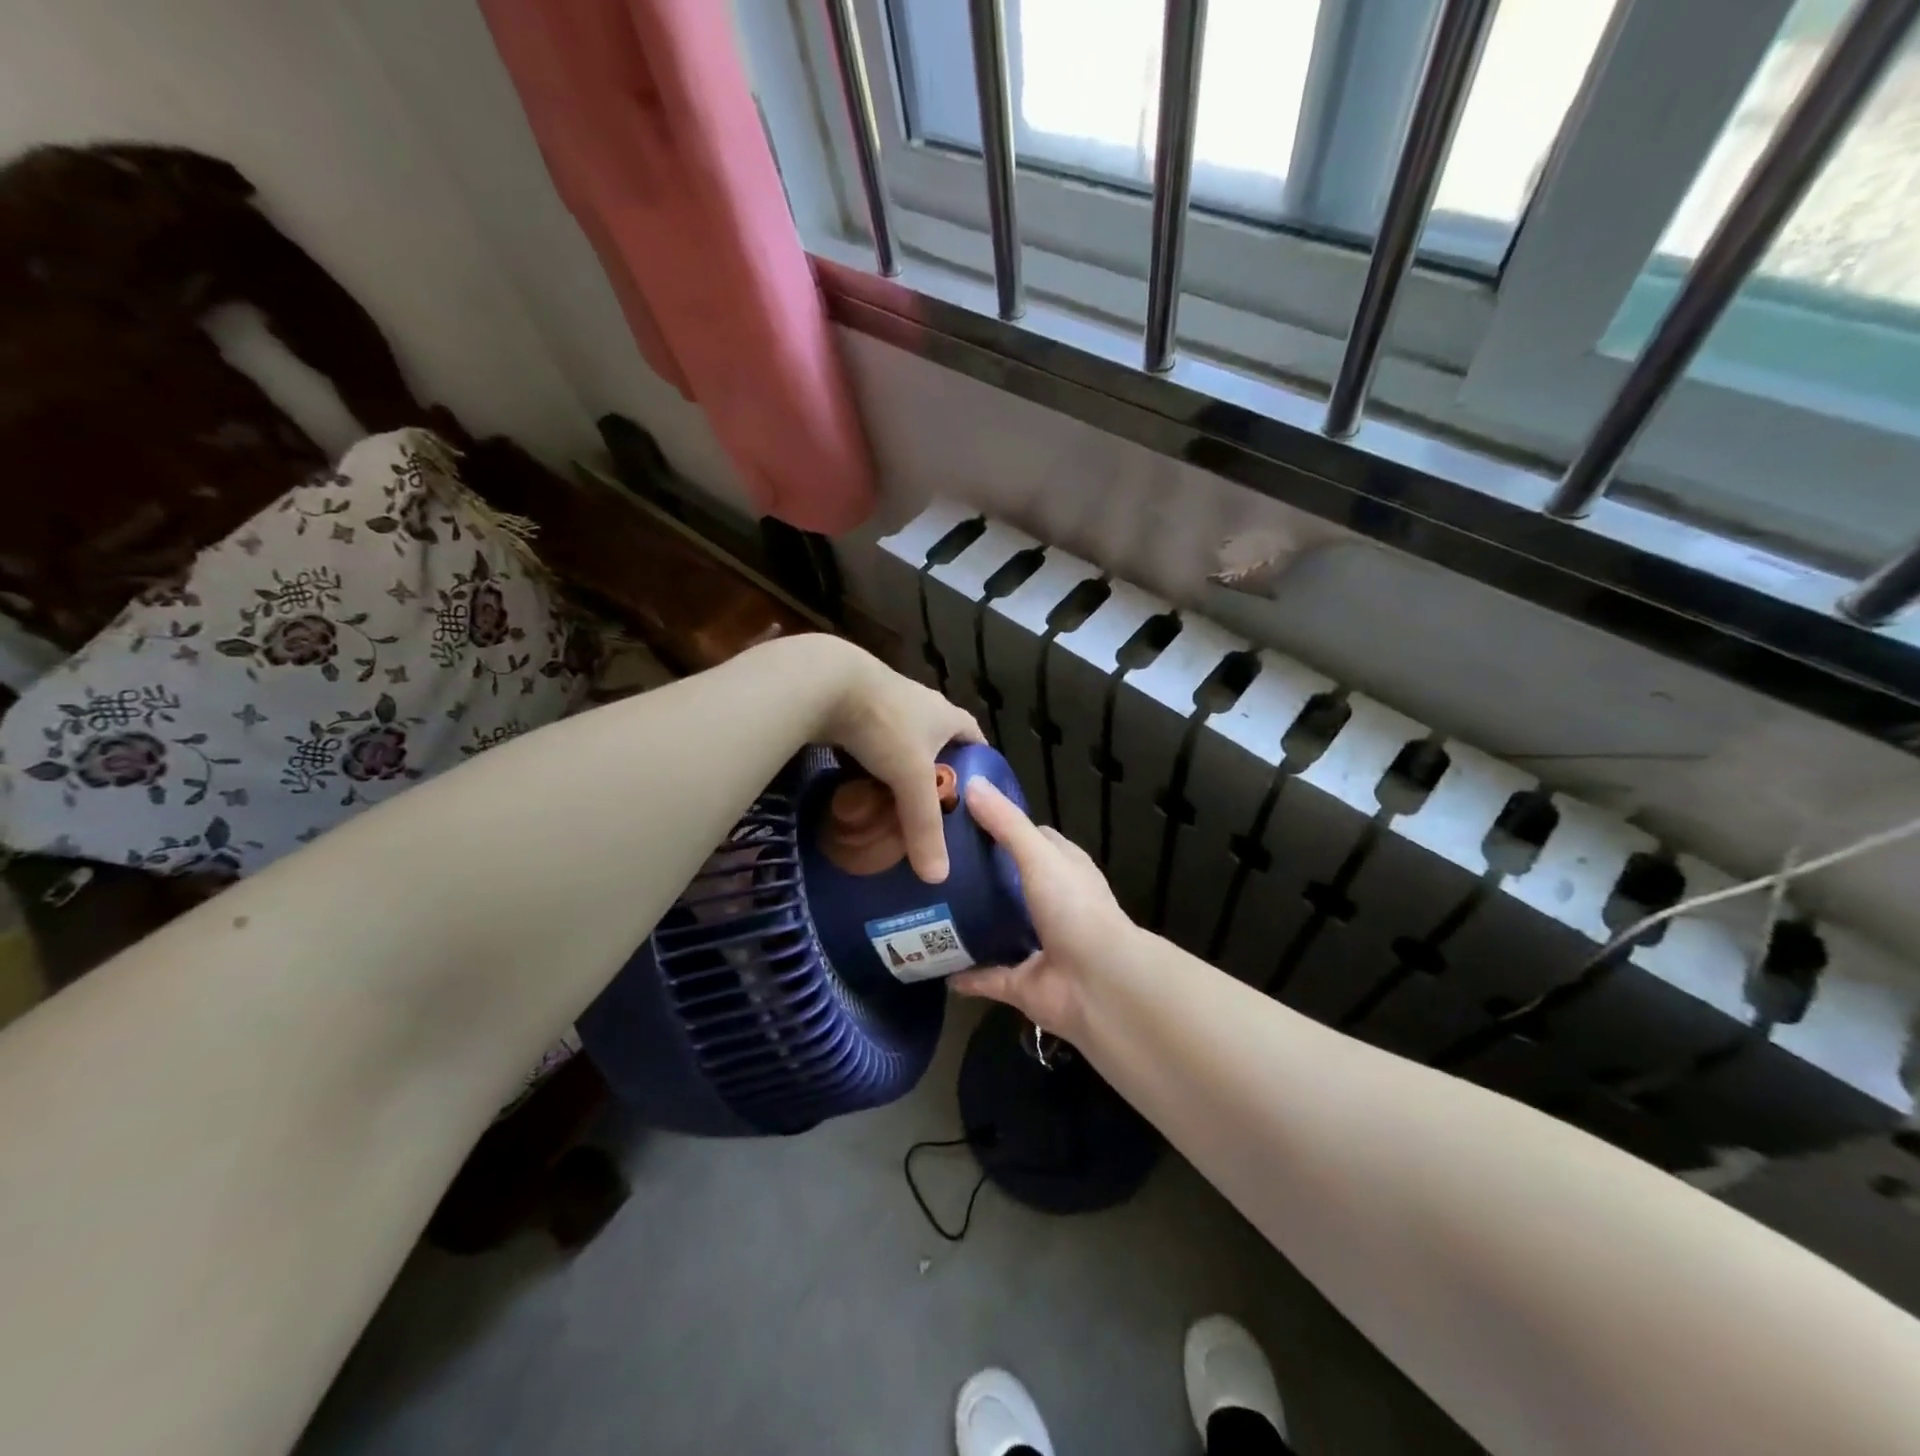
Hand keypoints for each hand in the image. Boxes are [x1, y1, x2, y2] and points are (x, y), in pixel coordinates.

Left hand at [809, 637, 982, 882]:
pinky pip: (870, 742)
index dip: (980, 763)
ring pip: (901, 742)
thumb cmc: (884, 725)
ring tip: (898, 804)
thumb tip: (938, 878)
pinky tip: (861, 785)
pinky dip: (870, 763)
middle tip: (935, 808)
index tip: (979, 792)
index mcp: (945, 715)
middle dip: (939, 771)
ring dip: (900, 768)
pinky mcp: (853, 708)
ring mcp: (885, 703)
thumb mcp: (910, 779)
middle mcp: (920, 705)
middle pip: (938, 741)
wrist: (825, 682)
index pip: (975, 738)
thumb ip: (923, 826)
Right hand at [950, 778, 1138, 1038]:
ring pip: (999, 930)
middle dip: (980, 876)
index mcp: (1064, 871)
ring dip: (970, 923)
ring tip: (925, 908)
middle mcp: (1053, 906)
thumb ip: (1006, 823)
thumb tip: (971, 784)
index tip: (963, 819)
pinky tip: (932, 962)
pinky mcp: (1023, 984)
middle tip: (934, 864)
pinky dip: (964, 975)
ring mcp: (1039, 946)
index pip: (1034, 840)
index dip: (1003, 827)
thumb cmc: (1074, 907)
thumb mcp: (1039, 854)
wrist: (1098, 983)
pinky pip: (987, 977)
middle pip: (1012, 884)